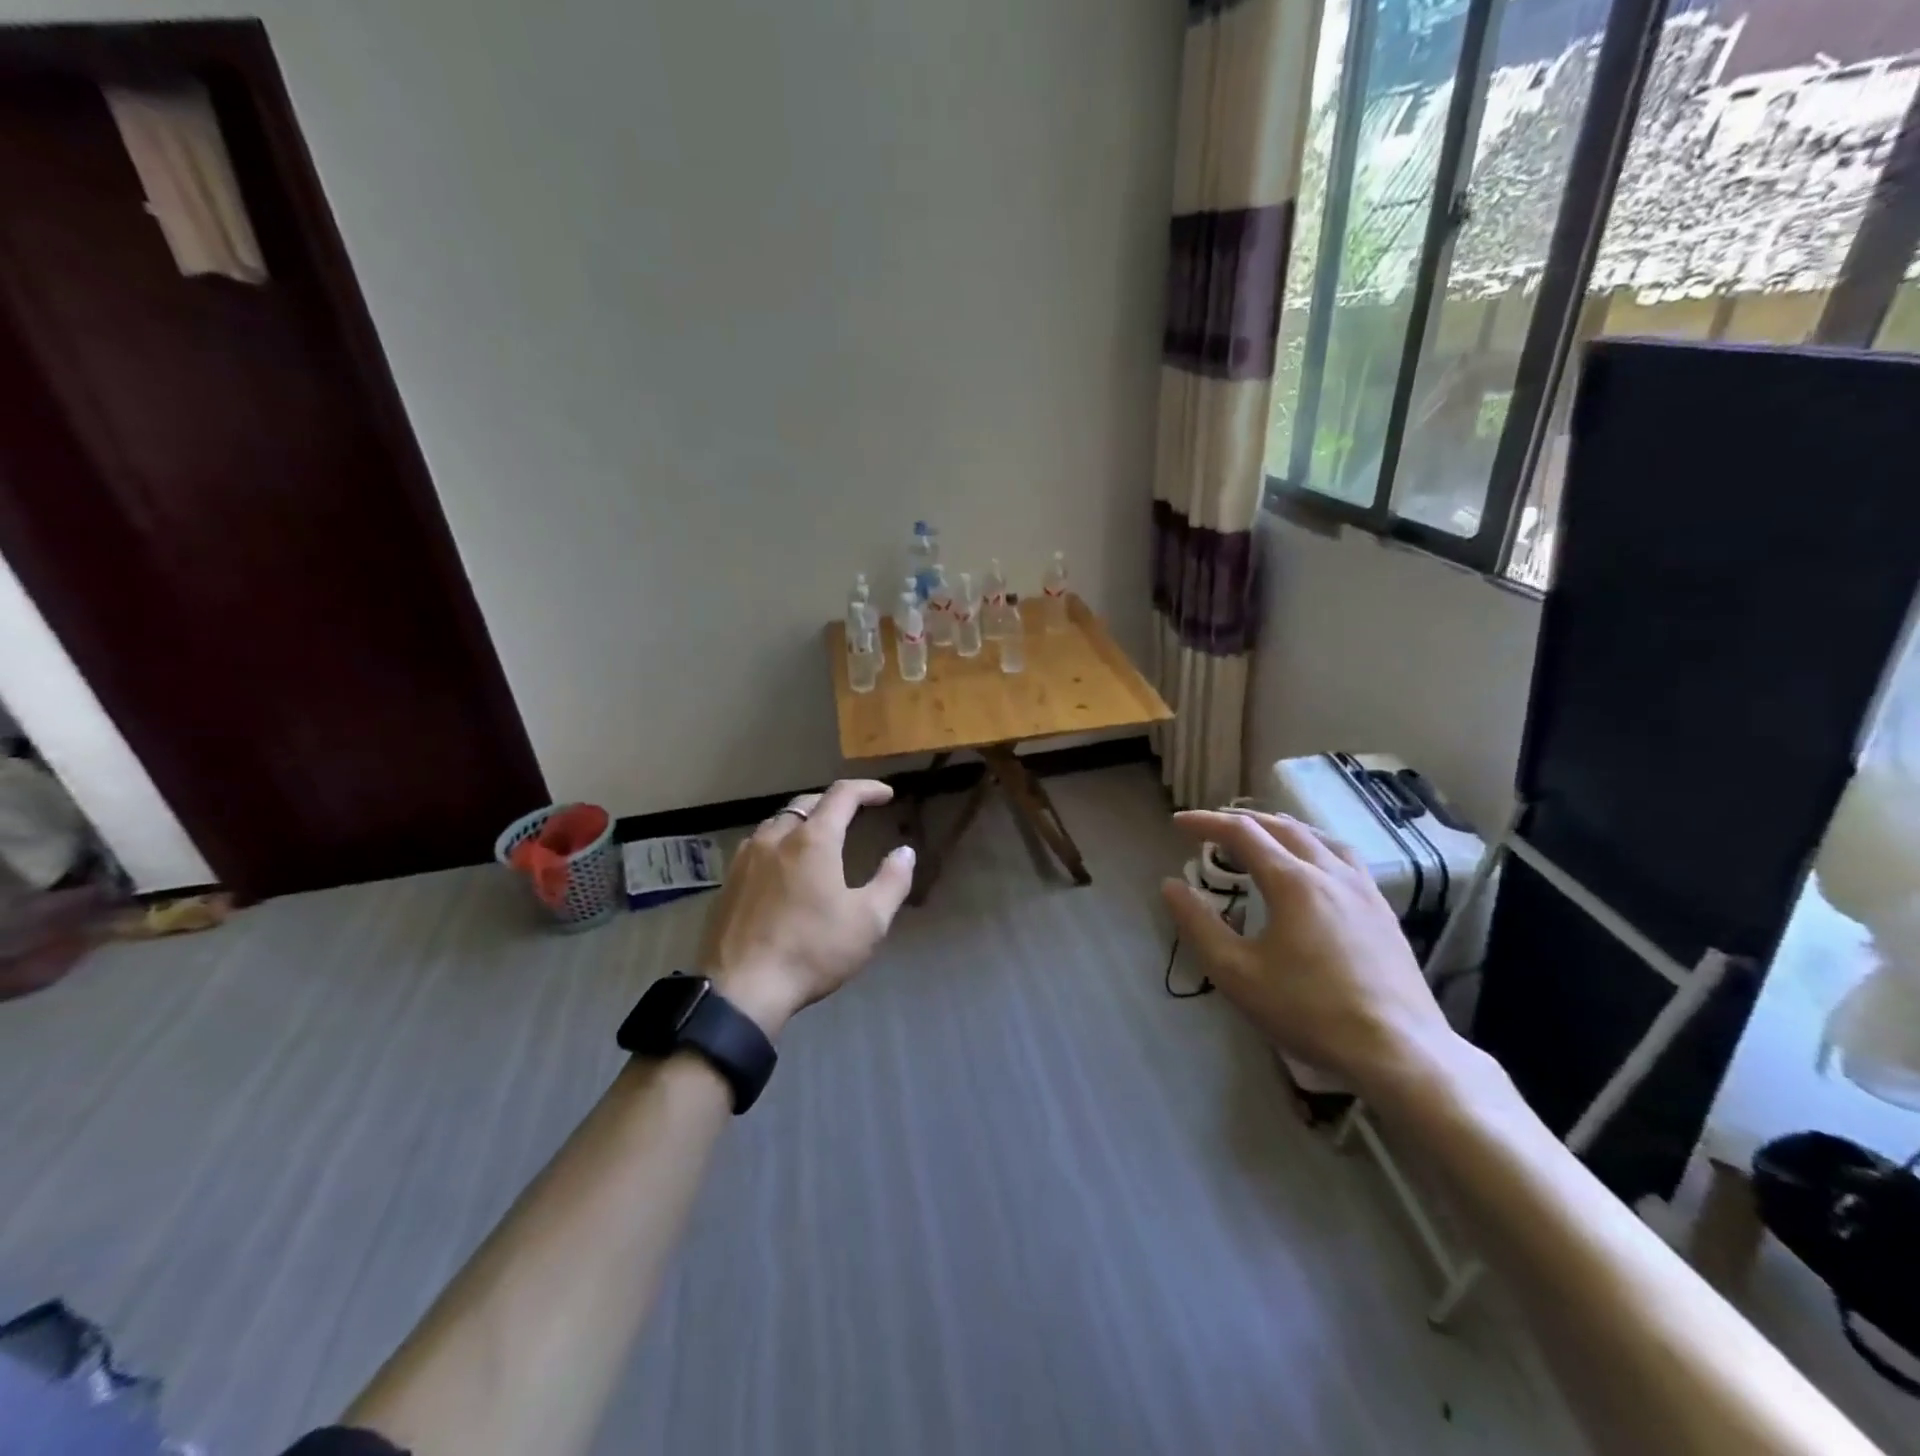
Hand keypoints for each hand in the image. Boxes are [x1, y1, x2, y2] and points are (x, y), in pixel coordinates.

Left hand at [698, 779, 915, 1037]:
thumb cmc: (812, 951)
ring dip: (803, 821)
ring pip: (778, 822)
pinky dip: (779, 843)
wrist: (742, 990)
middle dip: (834, 803)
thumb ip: (892, 881)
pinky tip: (783, 866)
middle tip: (854, 815)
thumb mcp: (868, 921)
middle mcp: (776, 837)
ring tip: (819, 838)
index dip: (867, 789)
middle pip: (807, 803)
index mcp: (813, 840)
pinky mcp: (728, 880)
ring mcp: (746, 858)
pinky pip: (757, 845)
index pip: (842, 795)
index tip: (886, 795)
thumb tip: (905, 852)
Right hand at [1161, 809, 1462, 1099]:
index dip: (1206, 822)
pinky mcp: (1383, 911)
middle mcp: (1329, 873)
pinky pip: (1345, 858)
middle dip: (1242, 820)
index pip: (1242, 833)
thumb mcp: (1236, 973)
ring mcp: (1363, 890)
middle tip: (1214, 826)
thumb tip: (1171, 885)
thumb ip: (1199, 925)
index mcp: (1292, 881)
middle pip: (1282, 827)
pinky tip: (1316, 867)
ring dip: (1283, 827)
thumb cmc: (1308, 1011)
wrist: (1398, 1051)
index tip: (1178, 822)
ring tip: (1263, 834)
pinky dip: (1316, 846)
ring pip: (1319, 838)